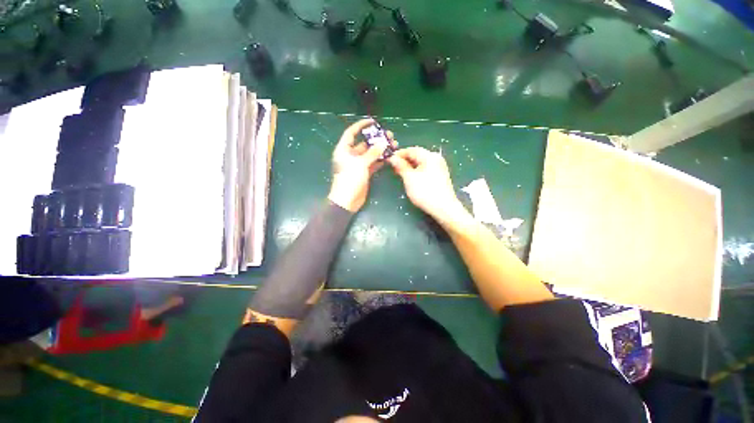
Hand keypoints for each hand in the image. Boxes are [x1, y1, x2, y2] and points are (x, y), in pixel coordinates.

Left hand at [328, 119, 393, 211]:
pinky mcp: (364, 173)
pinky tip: (390, 156)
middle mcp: (350, 156)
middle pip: (364, 144)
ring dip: (380, 150)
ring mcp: (358, 165)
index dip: (360, 126)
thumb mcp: (360, 164)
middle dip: (376, 139)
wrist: (347, 200)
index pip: (351, 133)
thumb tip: (383, 143)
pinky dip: (380, 160)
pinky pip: (373, 163)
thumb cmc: (350, 179)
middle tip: (389, 136)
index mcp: (344, 150)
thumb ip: (372, 153)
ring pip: (370, 154)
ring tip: (393, 145)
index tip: (373, 122)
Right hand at [389, 147, 467, 225]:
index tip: (389, 159)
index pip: (412, 150)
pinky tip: (411, 178)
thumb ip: (401, 166)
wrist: (443, 208)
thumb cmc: (425, 192)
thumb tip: (393, 158)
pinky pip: (425, 169)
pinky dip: (416, 171)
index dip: (399, 153)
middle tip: (393, 167)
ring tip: (400, 173)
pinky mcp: (440, 176)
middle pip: (417, 155)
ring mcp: (439, 168)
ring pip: (421, 163)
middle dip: (404, 160)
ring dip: (409, 166)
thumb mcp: (409, 178)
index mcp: (429, 156)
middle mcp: (436, 159)